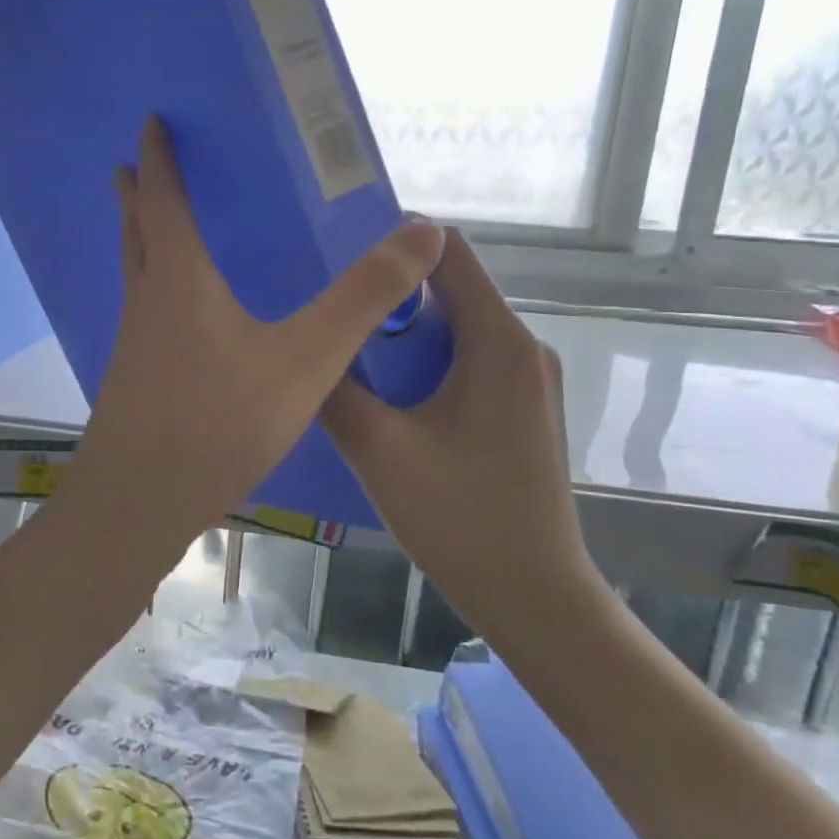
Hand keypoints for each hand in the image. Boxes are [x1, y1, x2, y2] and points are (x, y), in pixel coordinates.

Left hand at [60, 118, 443, 577]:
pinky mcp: (133, 381)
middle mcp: (146, 303)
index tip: (150, 122)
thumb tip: (423, 233)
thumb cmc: (217, 423)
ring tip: (154, 227)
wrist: (139, 501)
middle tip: (134, 167)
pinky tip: (177, 316)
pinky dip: (153, 289)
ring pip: (134, 275)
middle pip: (136, 232)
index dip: (160, 159)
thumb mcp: (304, 360)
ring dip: (140, 241)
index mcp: (179, 281)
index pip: (165, 200)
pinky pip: (143, 314)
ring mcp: (132, 345)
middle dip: (136, 195)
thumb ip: (362, 299)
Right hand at [320, 234, 600, 639]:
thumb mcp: (380, 452)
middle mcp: (521, 348)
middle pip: (450, 289)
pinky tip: (381, 394)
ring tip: (343, 348)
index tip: (337, 252)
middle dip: (388, 292)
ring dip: (402, 333)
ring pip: (454, 329)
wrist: (535, 598)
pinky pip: (465, 362)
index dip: (395, 240)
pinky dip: (422, 364)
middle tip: (326, 306)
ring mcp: (526, 381)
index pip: (449, 252)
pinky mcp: (520, 409)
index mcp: (498, 342)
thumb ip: (336, 391)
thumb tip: (304, 347)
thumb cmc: (461, 520)